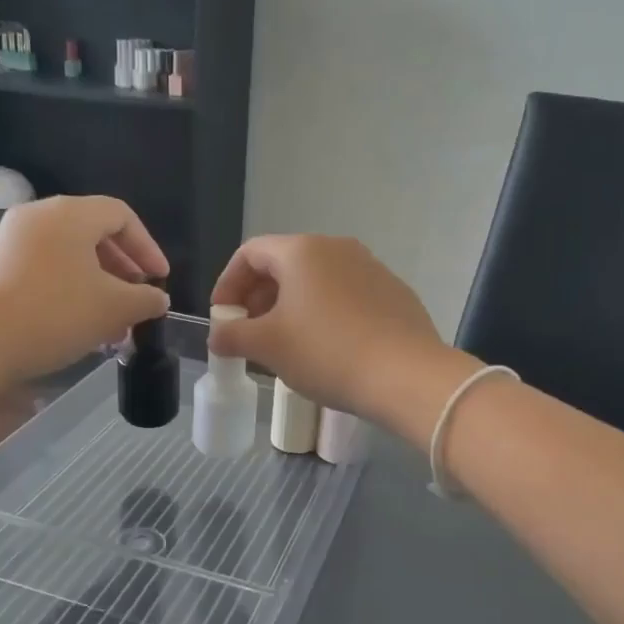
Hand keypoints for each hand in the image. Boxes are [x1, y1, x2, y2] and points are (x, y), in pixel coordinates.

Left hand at [0, 196, 169, 383]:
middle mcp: (39, 217)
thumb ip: (146, 299)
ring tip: (114, 321)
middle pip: (94, 233)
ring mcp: (13, 241)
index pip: (121, 216)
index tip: (160, 280)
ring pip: (71, 254)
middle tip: (139, 299)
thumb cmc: (55, 315)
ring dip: (100, 284)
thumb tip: (157, 298)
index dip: (148, 247)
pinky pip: (47, 268)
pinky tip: (81, 324)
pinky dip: (72, 289)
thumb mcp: (114, 308)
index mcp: (69, 214)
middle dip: (124, 269)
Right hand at [209, 235, 445, 418]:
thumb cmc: (326, 353)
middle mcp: (337, 247)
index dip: (228, 284)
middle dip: (259, 297)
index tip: (222, 317)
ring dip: (291, 307)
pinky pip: (345, 295)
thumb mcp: (268, 347)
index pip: (250, 253)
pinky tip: (327, 347)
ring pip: (317, 281)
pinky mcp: (393, 292)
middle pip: (284, 264)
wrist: (406, 375)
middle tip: (250, 333)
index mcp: (302, 251)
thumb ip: (233, 336)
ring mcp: (370, 267)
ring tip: (286, 344)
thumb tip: (217, 335)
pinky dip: (324, 313)